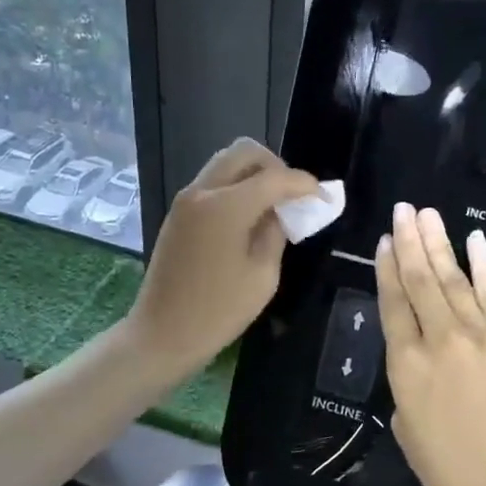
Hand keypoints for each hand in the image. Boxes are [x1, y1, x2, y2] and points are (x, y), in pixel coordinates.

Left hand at [128, 139, 319, 372]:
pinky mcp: (177, 215)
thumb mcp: (262, 276)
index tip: (323, 197)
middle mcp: (202, 192)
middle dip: (275, 166)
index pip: (274, 178)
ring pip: (225, 164)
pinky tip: (249, 216)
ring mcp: (185, 201)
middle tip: (292, 195)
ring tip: (273, 205)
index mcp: (226, 206)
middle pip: (244, 152)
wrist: (162, 333)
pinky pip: (212, 184)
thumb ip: (275, 234)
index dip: (304, 184)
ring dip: (253, 174)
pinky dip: (235, 188)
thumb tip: (278, 213)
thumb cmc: (218, 311)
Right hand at [376, 203, 485, 485]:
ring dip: (439, 244)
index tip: (385, 241)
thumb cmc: (448, 469)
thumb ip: (407, 387)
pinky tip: (475, 239)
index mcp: (404, 364)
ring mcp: (478, 335)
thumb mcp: (406, 428)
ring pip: (453, 279)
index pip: (393, 304)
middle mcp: (438, 339)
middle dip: (410, 242)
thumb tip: (418, 365)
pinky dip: (485, 265)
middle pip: (420, 281)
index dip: (387, 269)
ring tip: (427, 214)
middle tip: (403, 209)